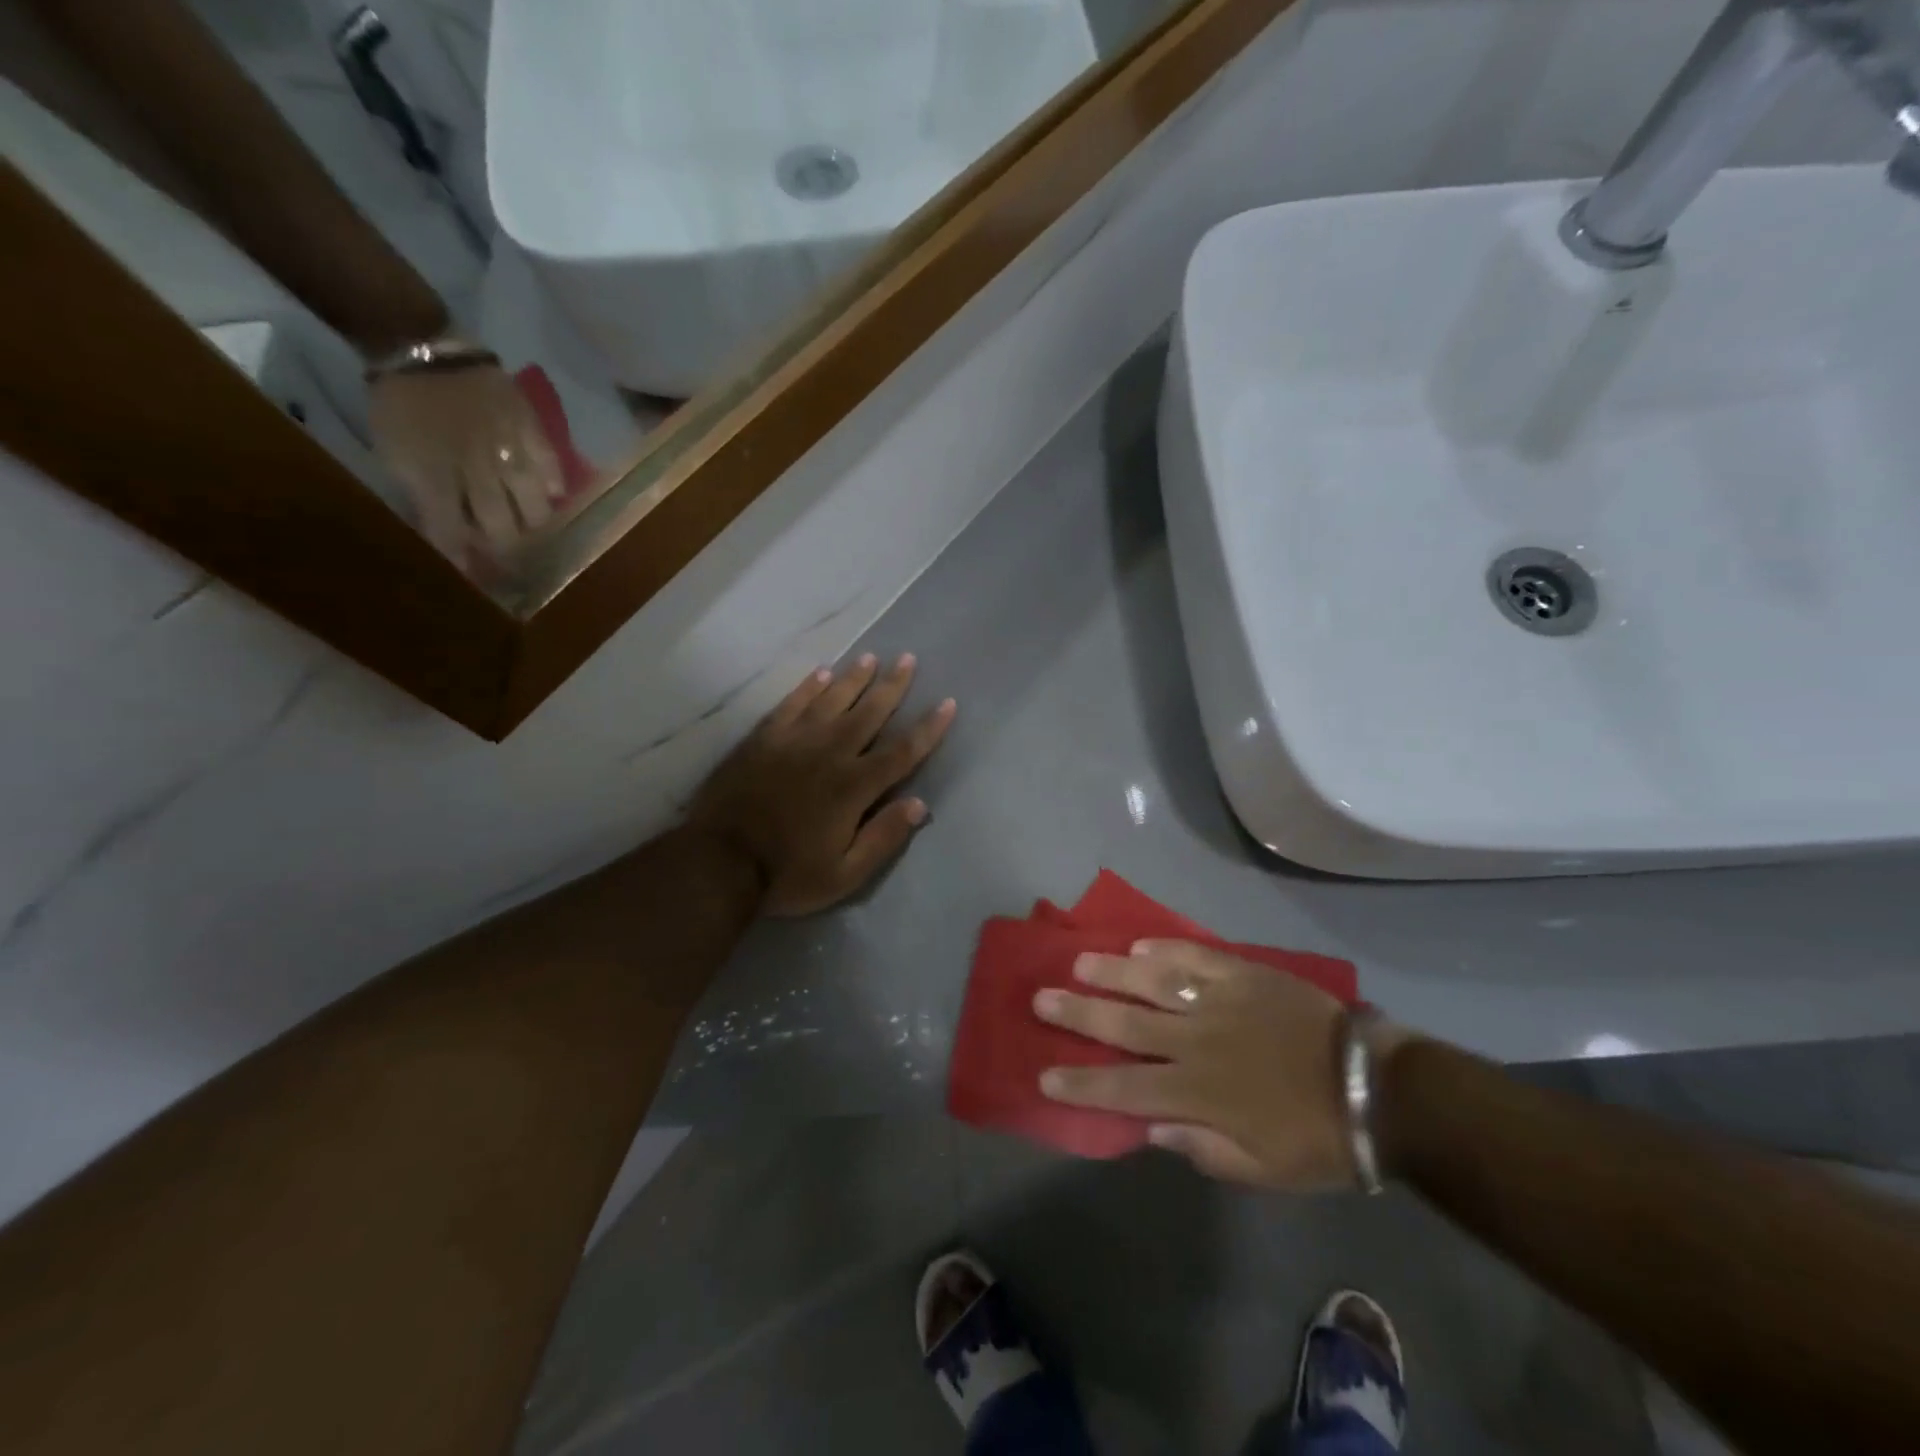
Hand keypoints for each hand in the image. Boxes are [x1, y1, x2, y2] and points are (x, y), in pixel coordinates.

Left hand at [368, 354, 564, 572]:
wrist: (421, 346)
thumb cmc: (401, 405)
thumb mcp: (393, 453)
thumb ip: (420, 495)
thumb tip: (446, 535)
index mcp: (434, 477)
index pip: (453, 533)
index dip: (464, 559)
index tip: (475, 578)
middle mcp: (476, 470)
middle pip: (501, 526)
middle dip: (506, 548)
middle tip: (513, 559)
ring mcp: (507, 450)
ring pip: (532, 504)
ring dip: (533, 523)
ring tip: (536, 531)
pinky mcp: (530, 430)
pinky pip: (551, 466)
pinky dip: (555, 485)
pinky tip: (554, 496)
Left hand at [689, 655, 956, 916]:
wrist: (718, 863)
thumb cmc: (787, 875)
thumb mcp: (845, 874)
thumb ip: (883, 838)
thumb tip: (918, 804)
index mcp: (853, 787)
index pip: (902, 751)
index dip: (928, 728)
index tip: (947, 703)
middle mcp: (829, 753)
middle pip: (869, 713)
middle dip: (892, 686)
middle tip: (908, 659)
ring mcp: (793, 742)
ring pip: (831, 700)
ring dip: (854, 678)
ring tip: (871, 657)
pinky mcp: (763, 739)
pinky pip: (791, 704)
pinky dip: (808, 687)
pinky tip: (821, 673)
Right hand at [1035, 941, 1383, 1189]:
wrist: (1377, 1089)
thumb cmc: (1318, 1138)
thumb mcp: (1262, 1169)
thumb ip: (1203, 1148)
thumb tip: (1151, 1126)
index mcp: (1197, 1093)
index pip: (1123, 1088)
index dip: (1081, 1083)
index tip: (1045, 1074)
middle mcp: (1196, 1041)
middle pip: (1124, 1024)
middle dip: (1078, 1014)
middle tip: (1040, 999)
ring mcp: (1219, 1002)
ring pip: (1152, 981)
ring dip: (1111, 972)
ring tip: (1078, 962)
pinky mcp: (1243, 975)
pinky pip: (1196, 957)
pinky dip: (1165, 949)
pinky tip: (1140, 943)